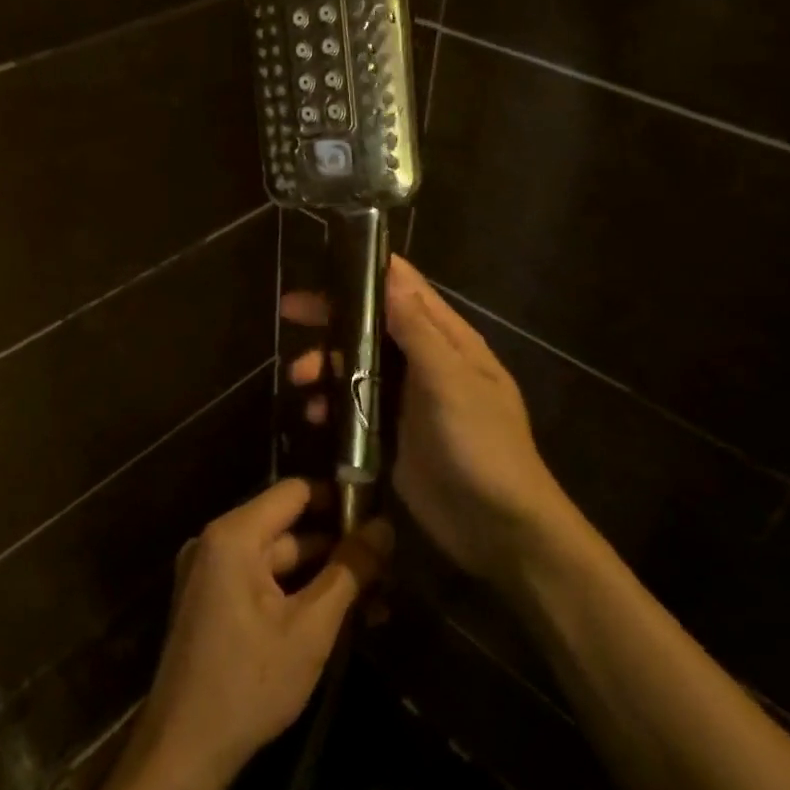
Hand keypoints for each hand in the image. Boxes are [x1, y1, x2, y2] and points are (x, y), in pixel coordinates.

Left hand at [134, 480, 391, 789]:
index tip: (377, 520)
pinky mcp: (211, 602)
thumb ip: (350, 571)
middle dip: (338, 548)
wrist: (182, 752)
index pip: (295, 492)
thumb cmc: (249, 684)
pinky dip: (297, 594)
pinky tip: (338, 618)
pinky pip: (262, 582)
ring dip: (323, 577)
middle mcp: (216, 543)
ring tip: (375, 600)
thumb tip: (384, 526)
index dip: (339, 499)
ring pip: (279, 560)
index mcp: (234, 536)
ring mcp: (210, 574)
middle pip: (288, 527)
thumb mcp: (310, 628)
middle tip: (387, 569)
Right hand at [282, 256, 567, 588]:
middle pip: (374, 327)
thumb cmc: (481, 445)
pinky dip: (334, 405)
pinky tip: (316, 416)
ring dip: (328, 366)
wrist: (499, 528)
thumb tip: (391, 273)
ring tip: (299, 378)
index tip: (327, 261)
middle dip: (334, 318)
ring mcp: (410, 400)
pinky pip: (357, 408)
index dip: (370, 272)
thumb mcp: (450, 381)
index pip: (408, 290)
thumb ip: (418, 330)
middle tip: (290, 310)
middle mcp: (428, 362)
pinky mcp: (394, 434)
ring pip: (360, 367)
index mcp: (450, 341)